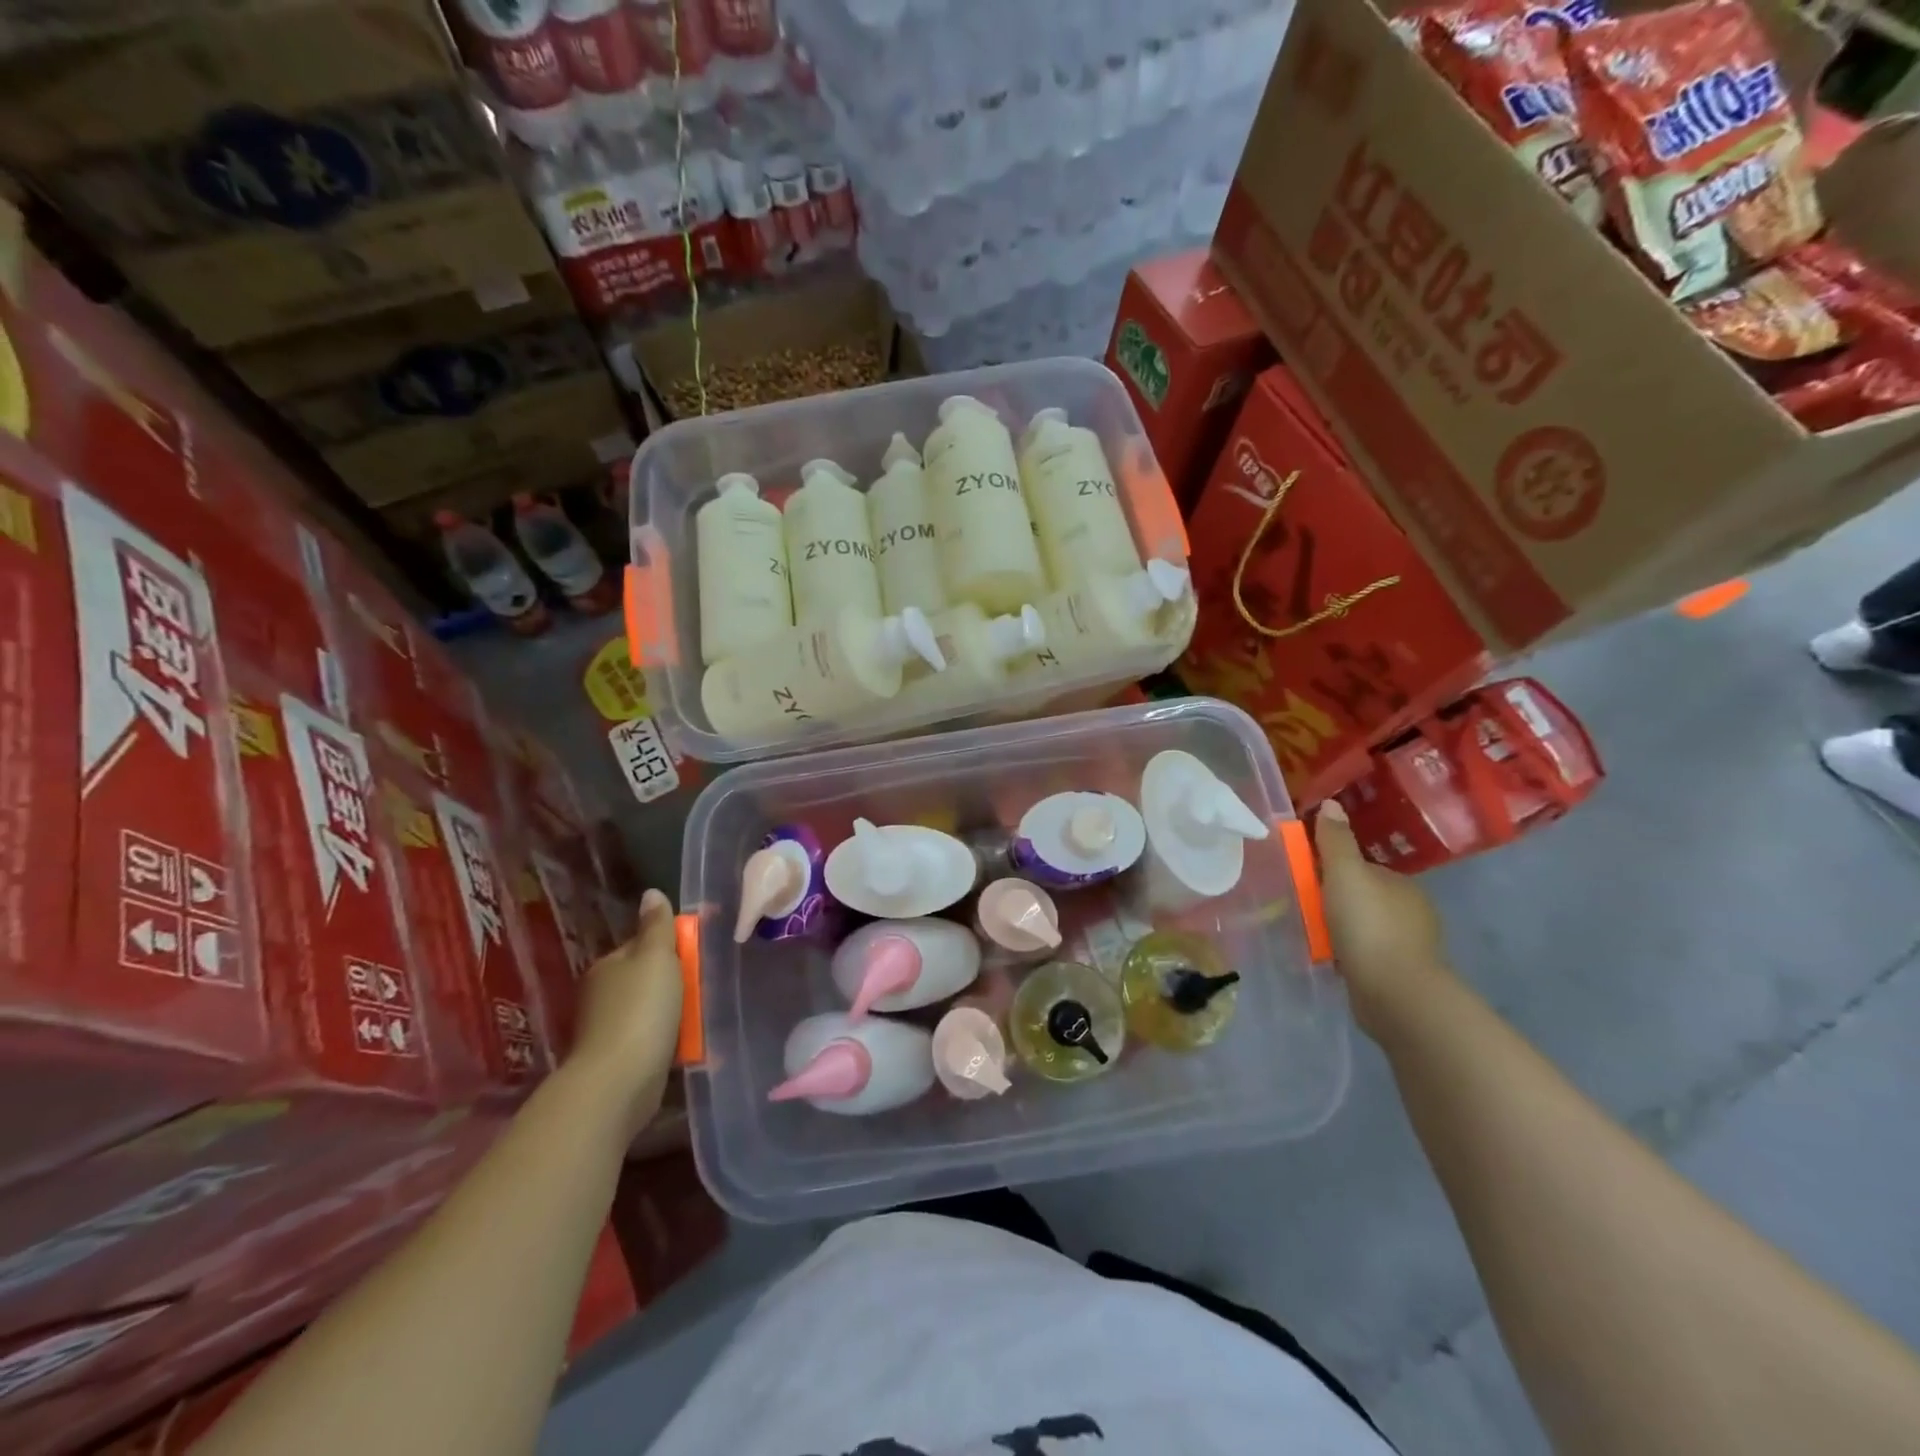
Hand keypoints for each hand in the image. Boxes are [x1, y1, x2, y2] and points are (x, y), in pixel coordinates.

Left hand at [566, 888, 683, 1138]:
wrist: (619, 1081)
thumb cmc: (641, 1010)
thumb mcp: (656, 957)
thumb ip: (657, 926)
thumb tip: (651, 893)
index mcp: (608, 965)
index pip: (642, 945)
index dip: (670, 946)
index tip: (698, 954)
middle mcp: (602, 994)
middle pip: (646, 977)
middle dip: (674, 982)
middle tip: (705, 986)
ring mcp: (607, 1029)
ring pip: (649, 1009)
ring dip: (672, 1013)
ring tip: (701, 1017)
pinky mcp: (618, 1059)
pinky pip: (649, 1039)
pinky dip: (667, 1040)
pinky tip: (686, 1044)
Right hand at [1314, 801, 1449, 1034]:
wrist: (1396, 994)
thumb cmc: (1368, 926)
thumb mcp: (1344, 874)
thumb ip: (1335, 841)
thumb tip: (1332, 804)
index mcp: (1401, 884)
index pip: (1361, 868)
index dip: (1332, 872)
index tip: (1307, 882)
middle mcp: (1412, 911)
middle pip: (1362, 897)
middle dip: (1337, 902)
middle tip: (1305, 911)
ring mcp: (1410, 945)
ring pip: (1366, 927)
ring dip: (1344, 931)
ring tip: (1314, 938)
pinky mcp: (1402, 975)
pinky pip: (1369, 955)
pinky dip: (1352, 955)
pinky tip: (1334, 962)